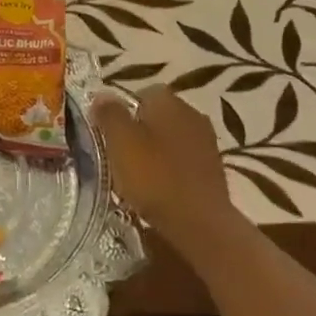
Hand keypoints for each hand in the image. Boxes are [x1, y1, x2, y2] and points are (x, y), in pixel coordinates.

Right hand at [90, 87, 241, 245]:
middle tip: (119, 154)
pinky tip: (158, 188)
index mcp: (169, 102)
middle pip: (157, 115)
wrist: (200, 223)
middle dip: (138, 130)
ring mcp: (207, 141)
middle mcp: (192, 114)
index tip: (108, 133)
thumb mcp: (120, 143)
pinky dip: (170, 169)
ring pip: (171, 138)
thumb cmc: (155, 177)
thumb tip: (102, 95)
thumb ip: (110, 115)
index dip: (122, 111)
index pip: (142, 93)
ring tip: (136, 175)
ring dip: (155, 151)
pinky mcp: (214, 168)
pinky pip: (183, 160)